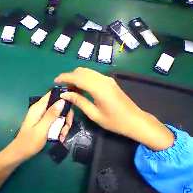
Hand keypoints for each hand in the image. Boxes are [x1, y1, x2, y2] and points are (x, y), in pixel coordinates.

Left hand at [12, 92, 73, 159]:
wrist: (20, 153)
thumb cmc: (30, 142)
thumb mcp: (42, 128)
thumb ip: (51, 114)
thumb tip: (62, 100)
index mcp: (39, 107)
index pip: (52, 94)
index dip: (62, 96)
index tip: (71, 105)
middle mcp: (41, 108)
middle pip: (58, 105)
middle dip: (65, 116)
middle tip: (67, 128)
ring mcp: (43, 114)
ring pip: (58, 113)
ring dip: (63, 124)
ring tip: (63, 135)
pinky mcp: (44, 120)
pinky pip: (55, 120)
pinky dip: (59, 127)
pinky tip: (60, 136)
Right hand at [55, 67, 173, 150]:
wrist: (136, 121)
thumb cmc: (115, 121)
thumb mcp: (94, 114)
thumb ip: (78, 101)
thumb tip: (64, 94)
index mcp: (99, 88)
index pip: (77, 77)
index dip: (64, 77)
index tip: (55, 81)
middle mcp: (102, 79)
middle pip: (81, 71)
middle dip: (69, 77)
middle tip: (64, 88)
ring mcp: (106, 78)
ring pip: (86, 72)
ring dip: (76, 77)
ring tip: (70, 89)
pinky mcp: (108, 80)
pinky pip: (91, 75)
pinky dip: (82, 79)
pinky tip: (80, 88)